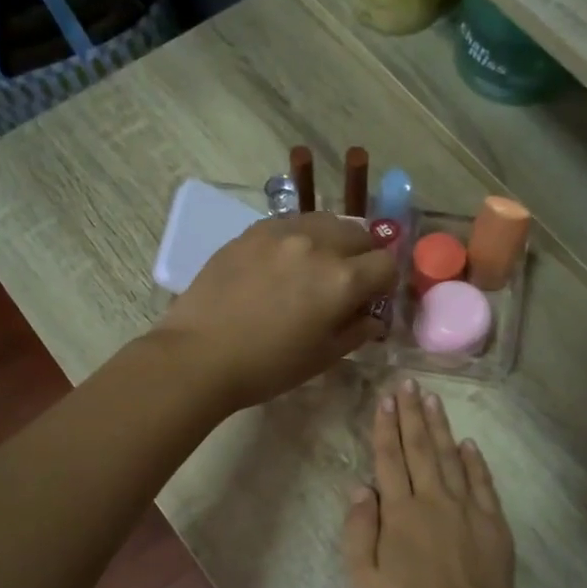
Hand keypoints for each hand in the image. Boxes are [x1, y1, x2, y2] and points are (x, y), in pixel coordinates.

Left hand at [153, 211, 396, 412]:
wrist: (200, 355)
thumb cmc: (267, 366)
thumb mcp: (323, 357)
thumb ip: (357, 331)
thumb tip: (373, 317)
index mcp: (343, 280)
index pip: (386, 264)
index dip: (385, 283)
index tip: (373, 298)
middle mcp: (318, 245)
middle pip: (361, 234)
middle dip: (364, 256)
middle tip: (348, 282)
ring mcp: (283, 232)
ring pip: (326, 221)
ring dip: (334, 240)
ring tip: (317, 265)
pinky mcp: (253, 230)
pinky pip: (291, 223)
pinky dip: (301, 237)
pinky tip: (285, 261)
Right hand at [343, 379, 515, 587]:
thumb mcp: (365, 578)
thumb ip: (359, 530)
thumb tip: (359, 487)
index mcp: (400, 512)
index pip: (390, 459)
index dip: (386, 427)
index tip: (385, 399)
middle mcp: (433, 499)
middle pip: (420, 448)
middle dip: (411, 414)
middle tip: (408, 384)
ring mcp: (466, 508)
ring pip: (451, 457)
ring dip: (440, 427)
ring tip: (432, 399)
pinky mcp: (492, 521)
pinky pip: (482, 482)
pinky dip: (474, 460)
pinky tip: (468, 443)